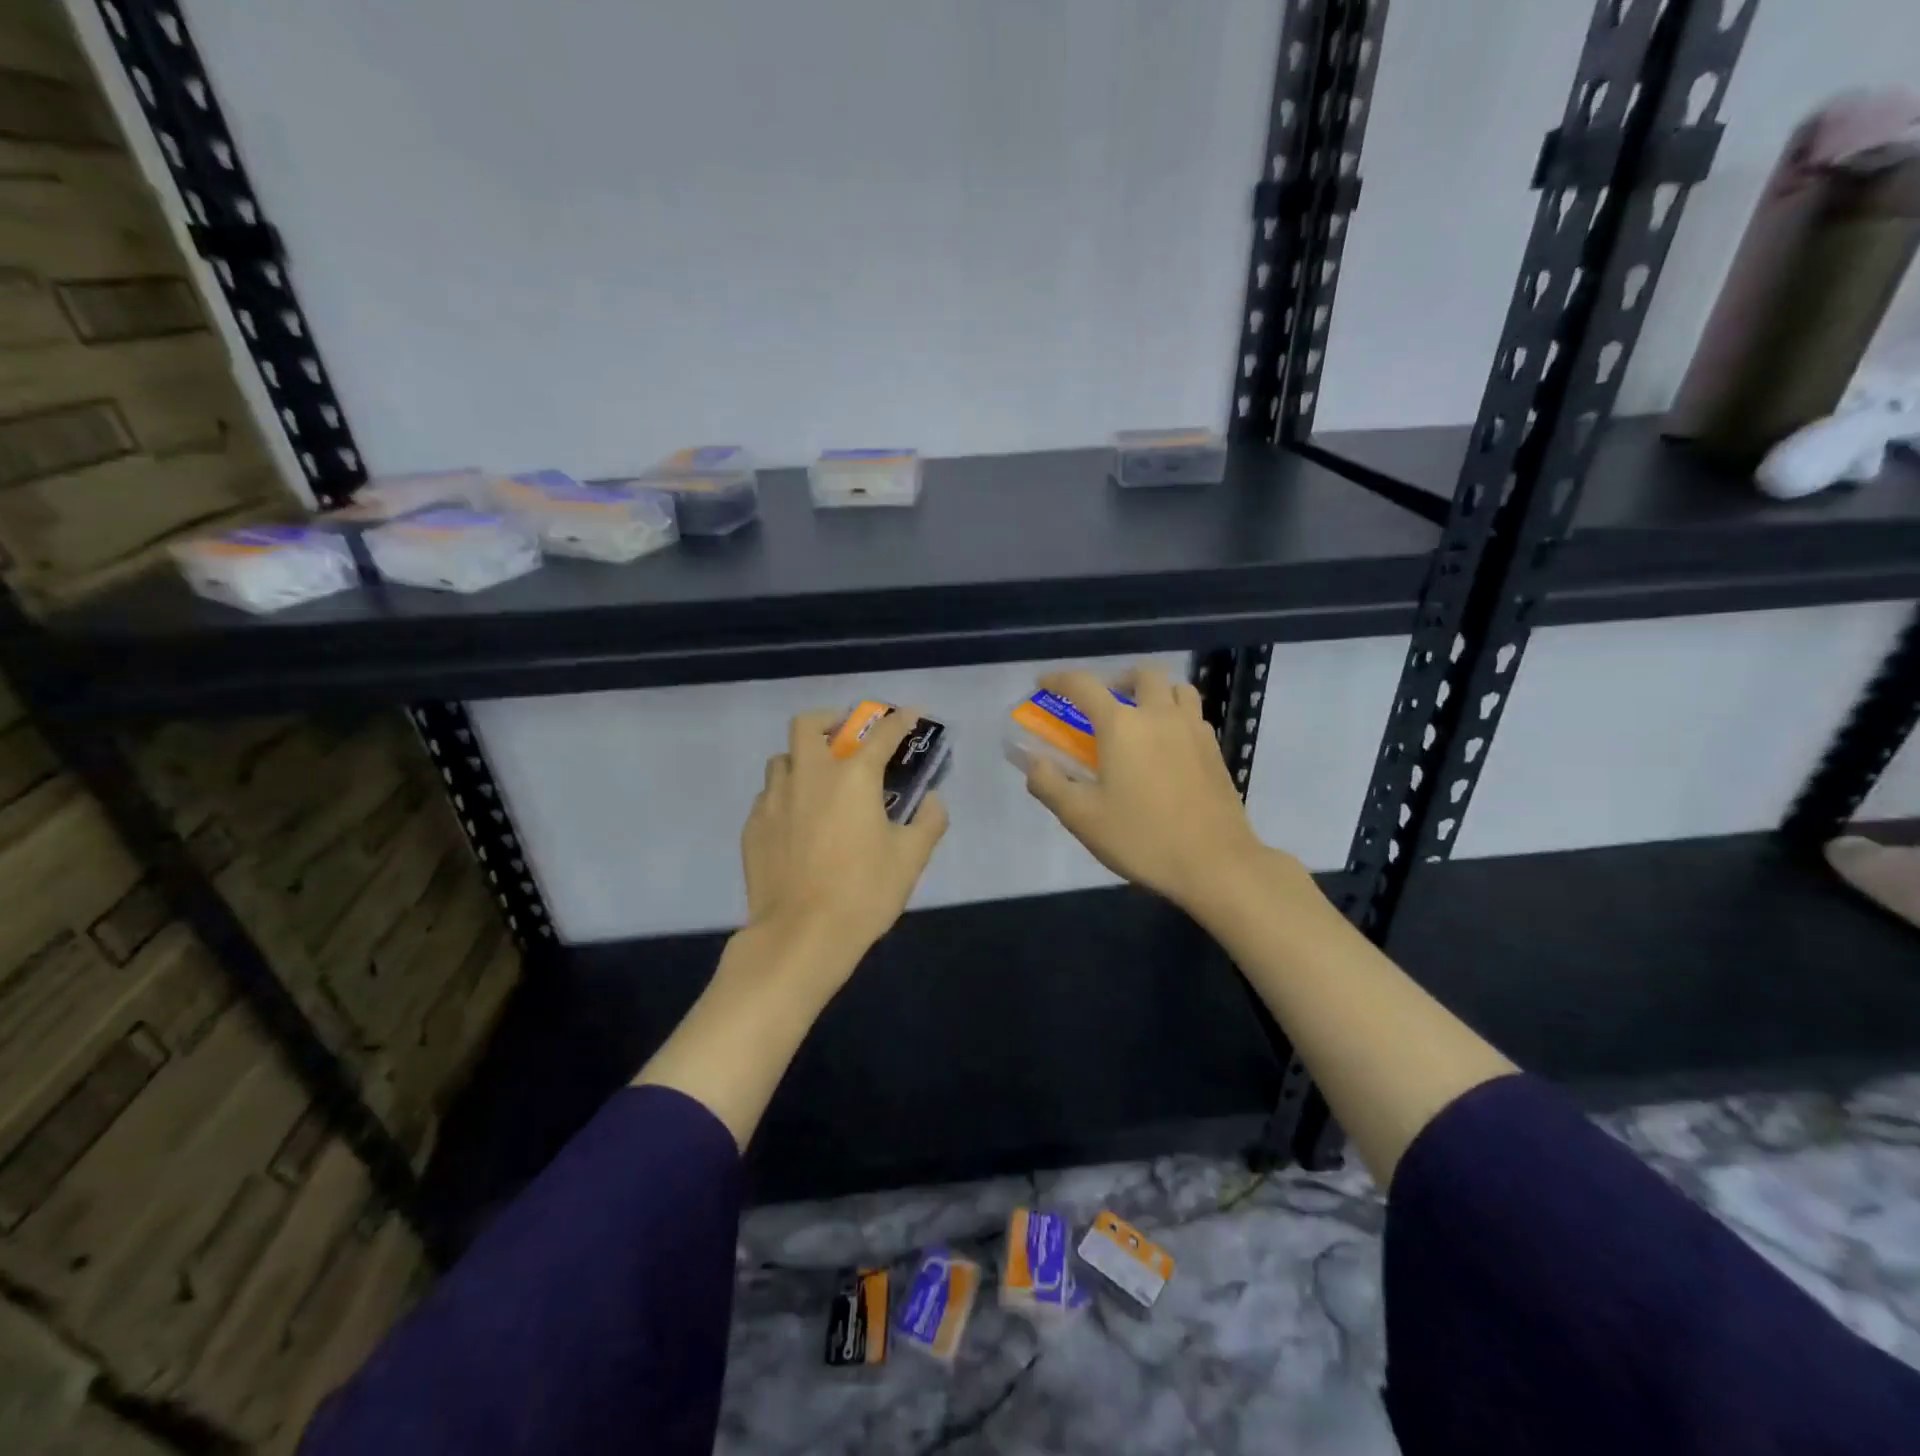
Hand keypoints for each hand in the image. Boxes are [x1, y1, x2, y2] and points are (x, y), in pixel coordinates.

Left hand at [741, 707, 948, 969]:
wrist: (800, 936)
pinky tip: (798, 823)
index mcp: (853, 776)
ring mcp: (774, 799)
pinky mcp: (754, 826)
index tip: (911, 714)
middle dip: (831, 721)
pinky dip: (787, 796)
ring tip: (820, 784)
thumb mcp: (911, 858)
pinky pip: (769, 796)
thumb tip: (932, 801)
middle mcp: (809, 775)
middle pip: (809, 724)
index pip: (882, 733)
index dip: (901, 720)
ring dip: (804, 760)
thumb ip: (928, 821)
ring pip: (783, 759)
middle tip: (846, 738)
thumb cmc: (863, 892)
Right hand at [1023, 665, 1284, 912]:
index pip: (1084, 685)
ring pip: (1176, 688)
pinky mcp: (1214, 750)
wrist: (1214, 862)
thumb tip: (1033, 762)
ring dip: (1153, 692)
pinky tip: (1167, 746)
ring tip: (1140, 718)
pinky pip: (1193, 714)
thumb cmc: (1141, 838)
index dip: (1060, 679)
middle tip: (1103, 705)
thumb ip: (1049, 784)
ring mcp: (1193, 729)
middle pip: (1141, 674)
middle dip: (1116, 680)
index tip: (1045, 683)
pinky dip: (1175, 715)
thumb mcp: (1081, 817)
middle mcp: (1159, 715)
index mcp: (1121, 725)